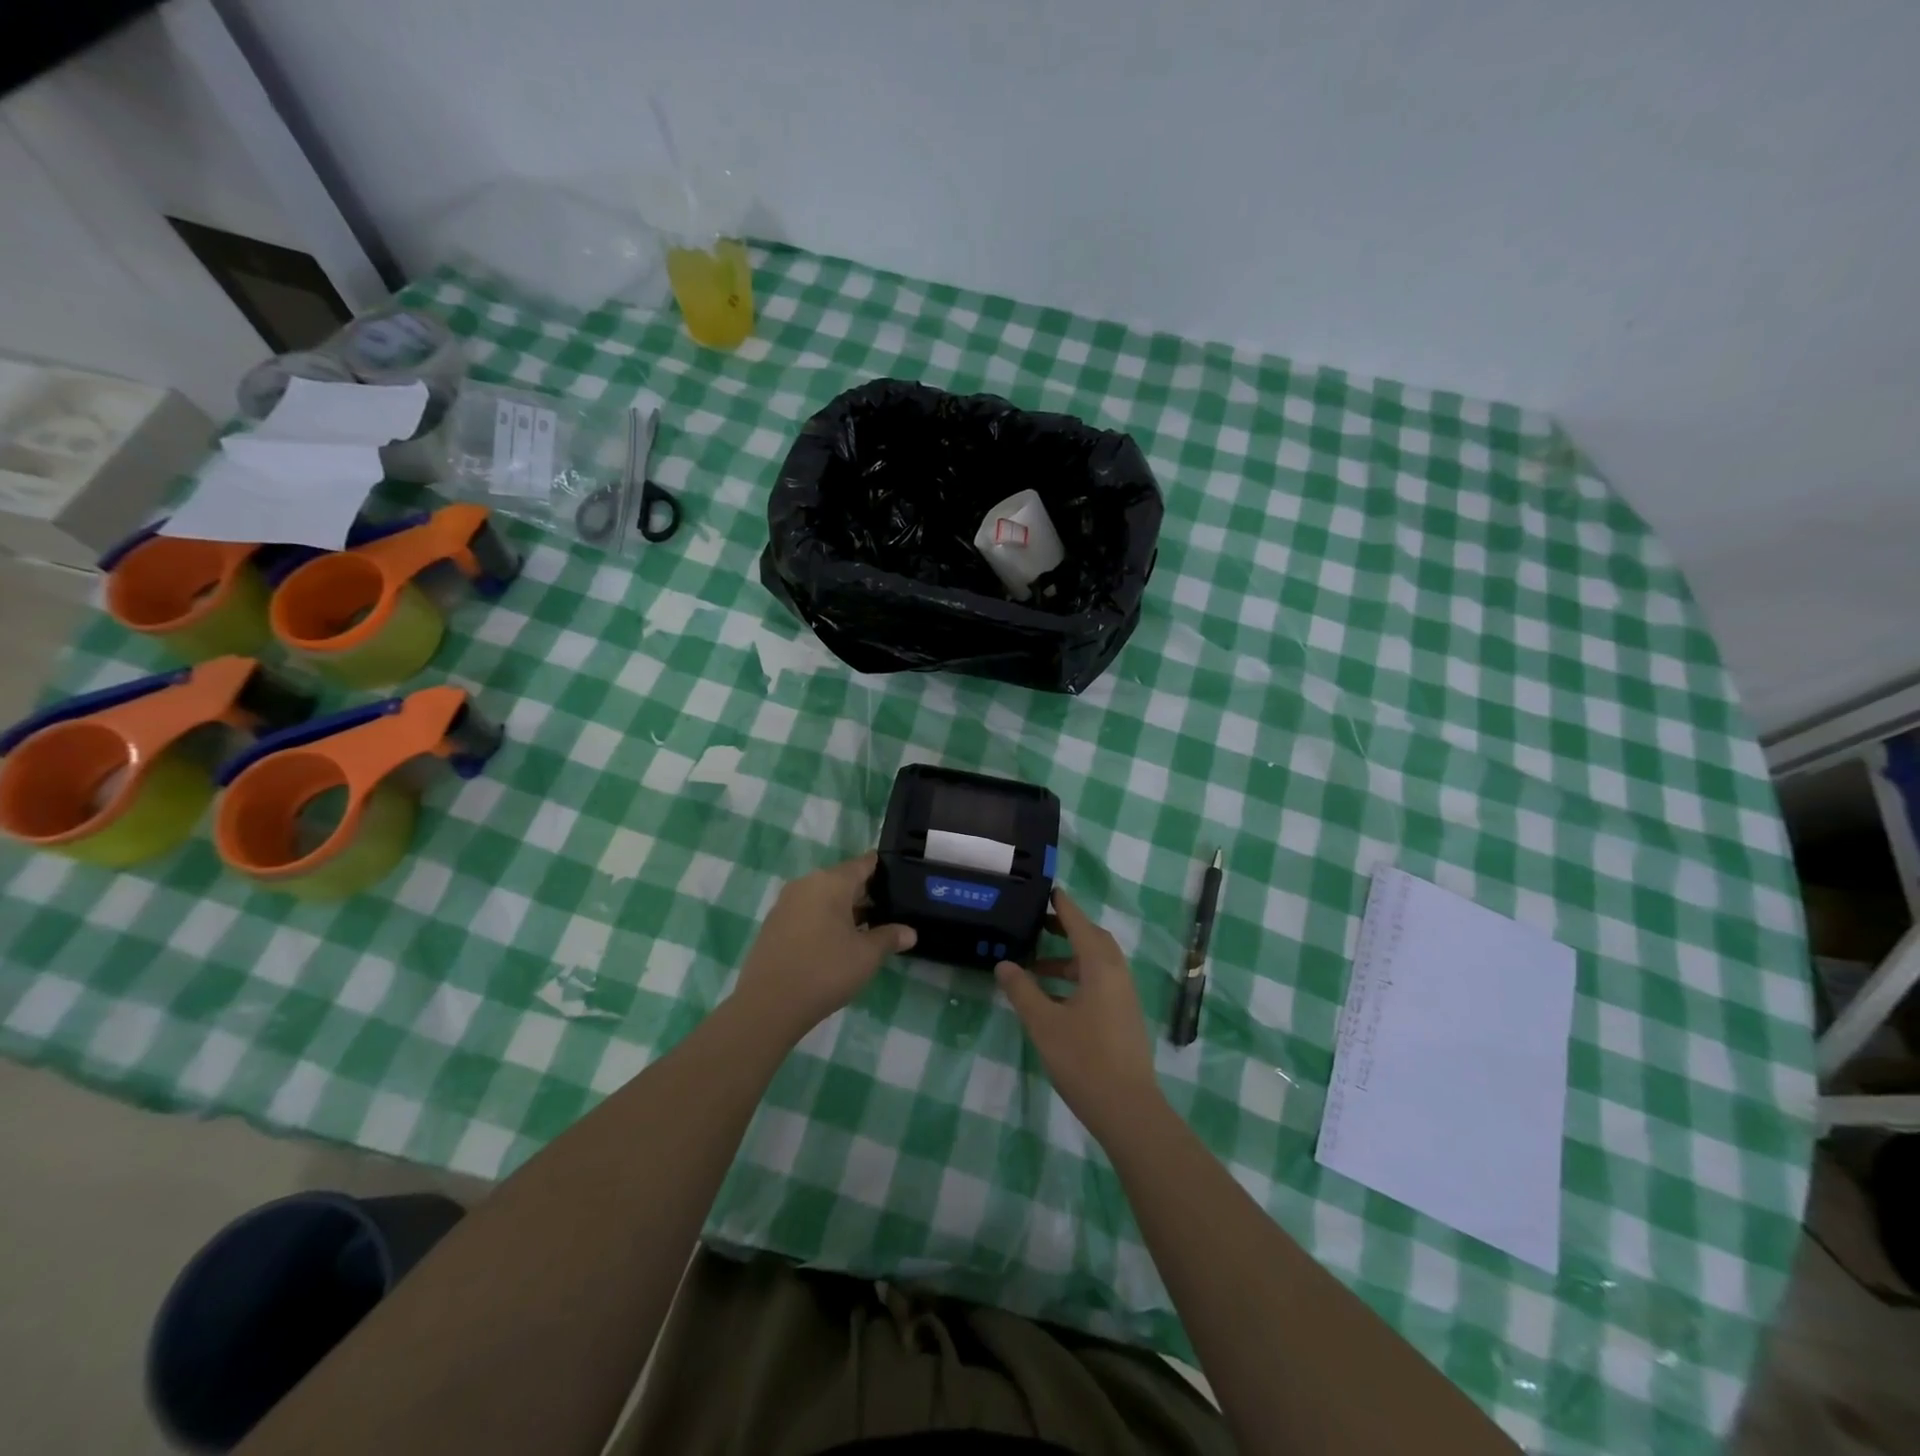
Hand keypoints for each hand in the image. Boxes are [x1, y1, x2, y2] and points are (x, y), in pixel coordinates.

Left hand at [736, 852, 915, 1038]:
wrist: (768, 1004)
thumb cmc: (825, 971)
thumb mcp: (866, 956)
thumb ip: (889, 937)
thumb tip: (910, 932)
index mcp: (831, 882)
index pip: (863, 864)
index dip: (883, 870)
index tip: (900, 879)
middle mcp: (806, 884)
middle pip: (842, 880)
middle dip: (865, 894)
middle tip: (889, 911)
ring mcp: (786, 904)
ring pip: (823, 897)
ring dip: (844, 910)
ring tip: (866, 930)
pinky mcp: (773, 924)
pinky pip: (807, 912)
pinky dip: (824, 921)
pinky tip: (836, 943)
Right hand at [995, 886, 1163, 1142]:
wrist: (1128, 1109)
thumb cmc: (1083, 1059)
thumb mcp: (1043, 1023)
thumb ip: (1022, 990)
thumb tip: (1003, 964)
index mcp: (1100, 967)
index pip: (1080, 924)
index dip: (1063, 907)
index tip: (1049, 891)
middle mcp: (1117, 974)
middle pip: (1093, 939)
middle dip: (1067, 929)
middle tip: (1039, 926)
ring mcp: (1125, 996)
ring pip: (1097, 963)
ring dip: (1069, 958)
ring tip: (1036, 968)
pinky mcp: (1125, 1016)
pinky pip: (1101, 981)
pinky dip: (1078, 977)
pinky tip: (1056, 998)